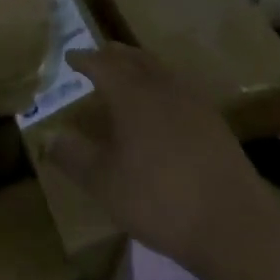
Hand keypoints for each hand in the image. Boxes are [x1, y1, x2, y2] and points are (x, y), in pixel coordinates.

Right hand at [44, 44, 278, 274]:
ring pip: (162, 71)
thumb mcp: (103, 183)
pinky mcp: (215, 123)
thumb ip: (73, 156)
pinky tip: (161, 106)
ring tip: (126, 75)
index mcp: (133, 96)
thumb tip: (49, 137)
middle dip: (114, 55)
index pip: (103, 65)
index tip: (69, 58)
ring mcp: (195, 104)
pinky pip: (181, 89)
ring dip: (140, 66)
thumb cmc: (157, 200)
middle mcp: (165, 89)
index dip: (84, 60)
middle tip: (97, 57)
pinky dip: (161, 86)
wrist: (231, 223)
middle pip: (136, 59)